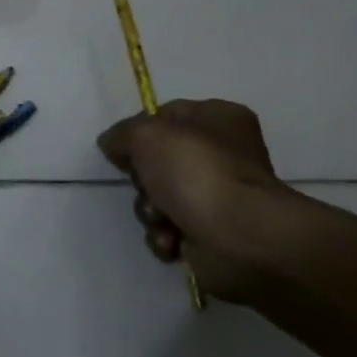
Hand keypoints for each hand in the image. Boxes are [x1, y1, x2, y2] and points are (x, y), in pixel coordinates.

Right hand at [97, 99, 295, 302]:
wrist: (242, 240)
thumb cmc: (198, 174)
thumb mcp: (147, 135)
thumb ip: (122, 134)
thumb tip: (113, 145)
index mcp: (218, 119)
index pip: (165, 115)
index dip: (140, 132)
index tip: (127, 149)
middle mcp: (222, 154)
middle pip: (158, 161)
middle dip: (144, 180)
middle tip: (149, 187)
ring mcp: (219, 196)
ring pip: (159, 198)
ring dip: (151, 211)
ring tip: (163, 220)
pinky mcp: (213, 234)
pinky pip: (171, 230)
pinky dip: (165, 237)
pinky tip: (173, 241)